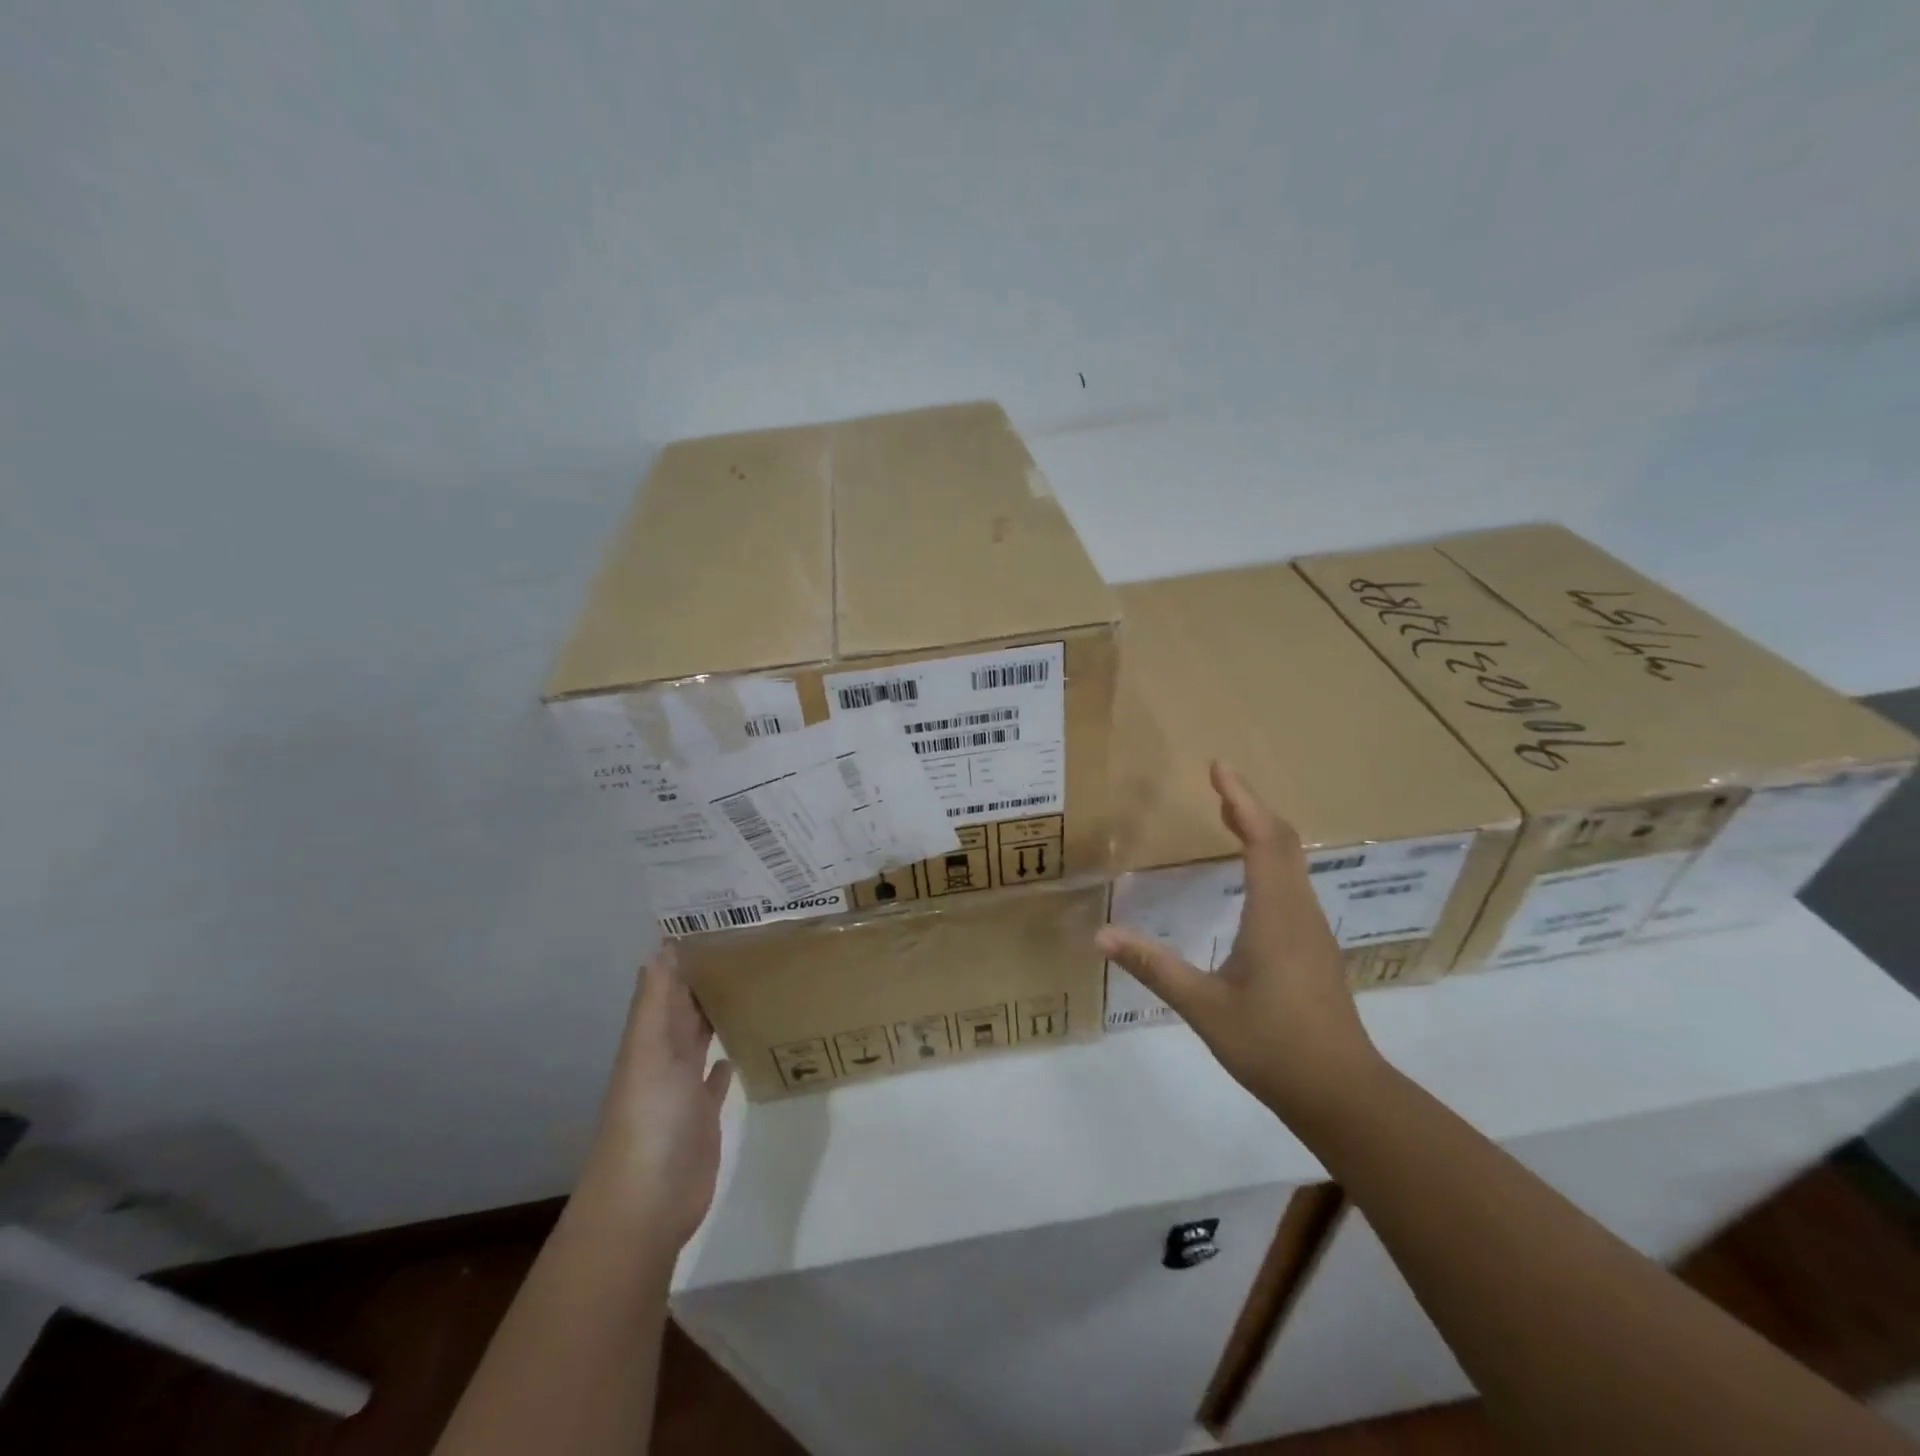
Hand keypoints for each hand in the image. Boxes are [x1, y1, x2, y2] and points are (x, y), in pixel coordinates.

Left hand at [574, 945, 732, 1253]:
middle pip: (684, 1009)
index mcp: (649, 1040)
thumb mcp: (649, 1053)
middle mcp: (664, 1058)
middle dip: (706, 979)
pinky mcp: (703, 1116)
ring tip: (751, 984)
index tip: (717, 923)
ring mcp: (683, 1089)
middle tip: (747, 944)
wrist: (647, 1204)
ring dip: (716, 1015)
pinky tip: (741, 1048)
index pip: (667, 987)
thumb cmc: (649, 1120)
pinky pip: (715, 1079)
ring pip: (700, 1040)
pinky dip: (725, 1061)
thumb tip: (661, 947)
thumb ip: (655, 1003)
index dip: (684, 956)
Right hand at [1096, 761, 1385, 1124]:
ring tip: (1230, 817)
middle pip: (1283, 843)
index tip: (1219, 768)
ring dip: (1262, 833)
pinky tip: (1251, 879)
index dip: (1242, 800)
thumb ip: (1154, 966)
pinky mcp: (1314, 951)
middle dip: (1251, 808)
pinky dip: (1269, 861)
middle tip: (1219, 786)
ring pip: (1292, 864)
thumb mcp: (1204, 1007)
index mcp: (1276, 915)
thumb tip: (1100, 935)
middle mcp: (1299, 913)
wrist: (1344, 1096)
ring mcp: (1312, 932)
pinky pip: (1292, 886)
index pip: (1264, 839)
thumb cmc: (1274, 1047)